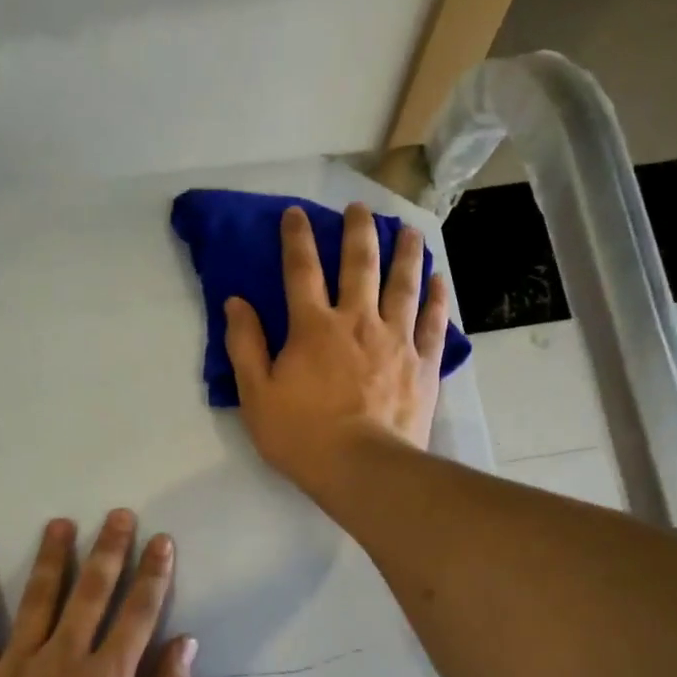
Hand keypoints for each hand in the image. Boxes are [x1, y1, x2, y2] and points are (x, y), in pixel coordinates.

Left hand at [0, 510, 197, 676]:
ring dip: (50, 558)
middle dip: (108, 550)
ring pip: (37, 599)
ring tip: (60, 524)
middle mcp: (64, 657)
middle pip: (91, 592)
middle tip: (118, 515)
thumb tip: (185, 643)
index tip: (162, 541)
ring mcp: (18, 666)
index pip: (138, 612)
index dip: (154, 574)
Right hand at [224, 203, 450, 498]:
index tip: (296, 213)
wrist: (362, 468)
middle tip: (361, 208)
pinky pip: (433, 321)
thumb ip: (245, 345)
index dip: (297, 238)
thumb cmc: (302, 436)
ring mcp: (396, 339)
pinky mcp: (423, 363)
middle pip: (360, 265)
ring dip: (406, 253)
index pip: (301, 270)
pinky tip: (440, 279)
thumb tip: (236, 302)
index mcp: (313, 327)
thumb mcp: (256, 395)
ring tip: (409, 230)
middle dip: (358, 231)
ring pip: (403, 284)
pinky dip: (437, 297)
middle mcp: (357, 321)